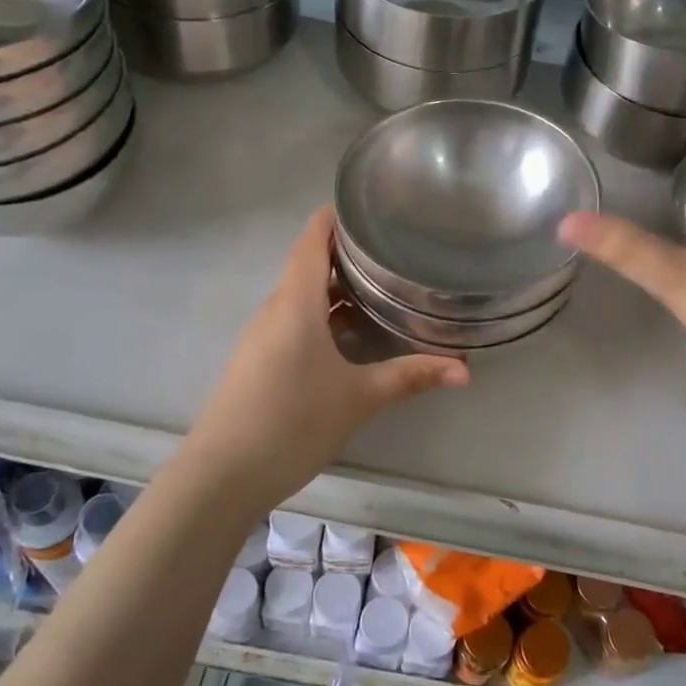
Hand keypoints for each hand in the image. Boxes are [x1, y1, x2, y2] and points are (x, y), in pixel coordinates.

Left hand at [179, 207, 468, 509]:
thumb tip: (464, 369)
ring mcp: (262, 335)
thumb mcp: (359, 398)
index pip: (312, 238)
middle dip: (348, 254)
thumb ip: (410, 376)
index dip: (337, 217)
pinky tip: (351, 335)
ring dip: (337, 288)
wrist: (222, 476)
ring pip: (302, 296)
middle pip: (309, 264)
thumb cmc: (292, 422)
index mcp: (295, 302)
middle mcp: (275, 309)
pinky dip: (324, 316)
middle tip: (395, 250)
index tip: (374, 209)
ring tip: (383, 287)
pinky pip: (294, 321)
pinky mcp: (259, 360)